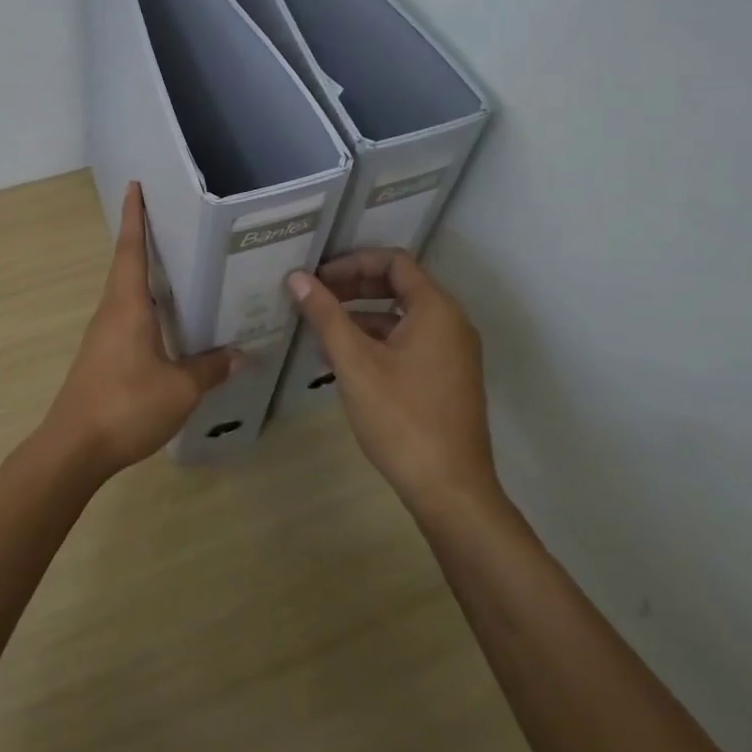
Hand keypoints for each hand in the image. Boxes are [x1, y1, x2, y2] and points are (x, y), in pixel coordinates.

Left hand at [43, 183, 234, 479]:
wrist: (74, 448)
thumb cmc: (126, 405)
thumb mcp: (180, 389)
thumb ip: (209, 369)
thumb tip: (241, 354)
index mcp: (127, 305)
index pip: (131, 249)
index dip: (134, 217)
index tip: (134, 186)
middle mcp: (111, 311)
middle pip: (125, 265)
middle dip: (142, 239)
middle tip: (169, 220)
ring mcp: (103, 335)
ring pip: (125, 293)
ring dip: (143, 273)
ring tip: (175, 266)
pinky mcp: (101, 356)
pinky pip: (126, 317)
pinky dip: (144, 305)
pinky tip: (165, 321)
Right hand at [288, 249, 499, 515]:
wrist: (451, 490)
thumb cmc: (401, 417)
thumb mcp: (354, 362)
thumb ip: (326, 315)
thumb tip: (297, 278)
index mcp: (436, 309)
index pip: (394, 261)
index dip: (353, 262)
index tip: (319, 277)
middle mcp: (451, 322)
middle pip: (399, 285)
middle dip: (355, 286)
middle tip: (316, 297)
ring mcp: (453, 352)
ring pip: (402, 316)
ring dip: (362, 315)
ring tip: (321, 330)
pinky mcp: (449, 379)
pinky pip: (410, 342)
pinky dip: (378, 340)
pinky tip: (345, 361)